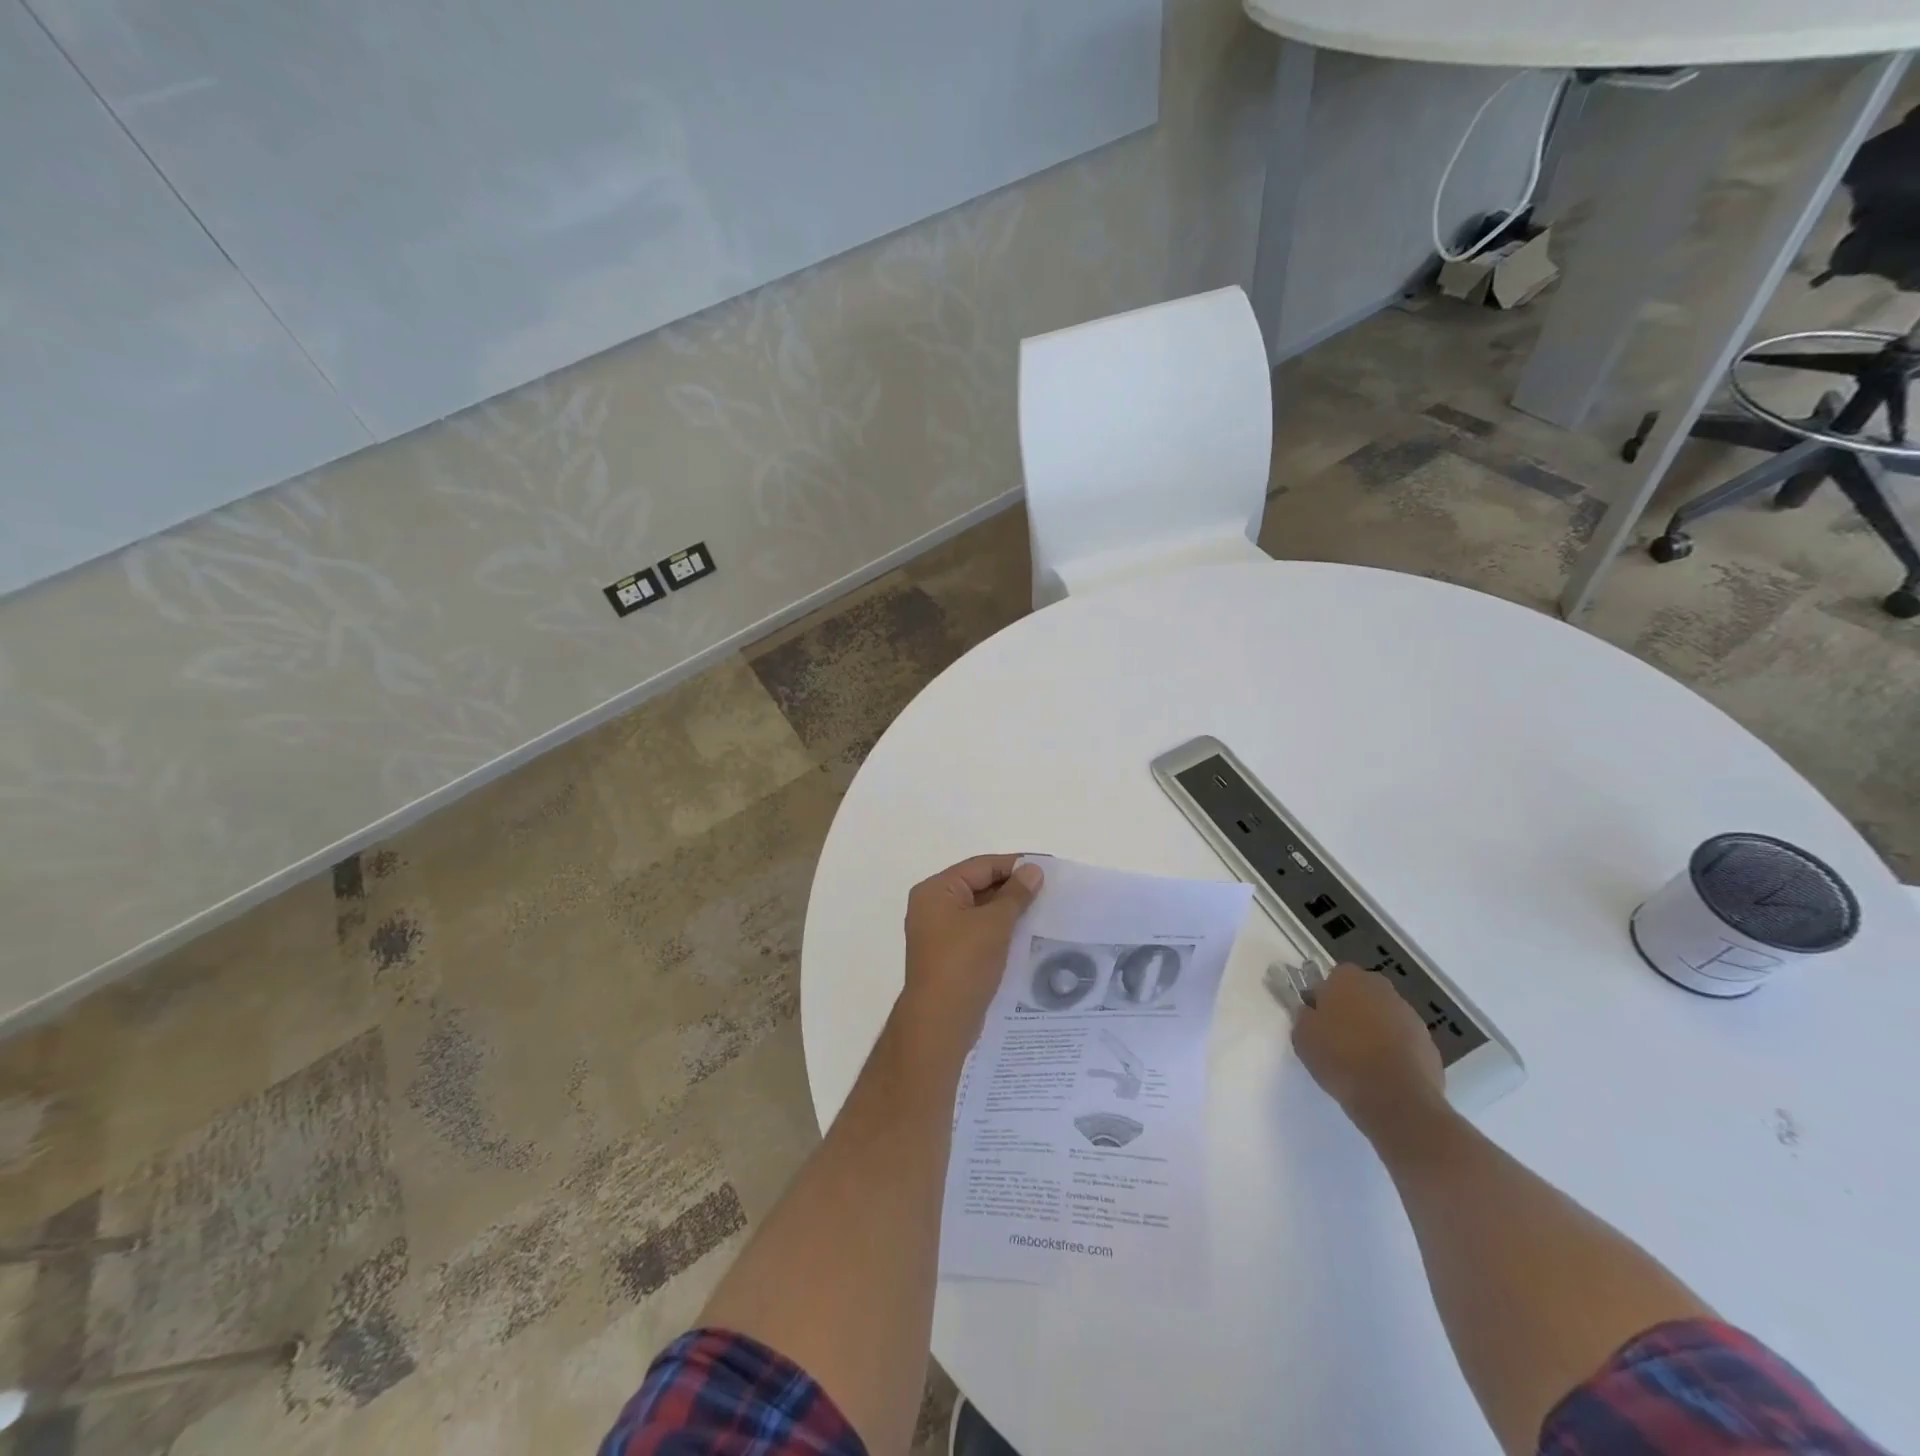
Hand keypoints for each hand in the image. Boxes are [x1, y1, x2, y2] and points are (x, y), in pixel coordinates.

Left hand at [899, 855, 1043, 1057]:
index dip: (1014, 866)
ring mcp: (939, 933)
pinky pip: (978, 933)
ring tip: (1044, 912)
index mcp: (936, 891)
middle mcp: (933, 907)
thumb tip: (1033, 870)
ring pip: (980, 912)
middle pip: (979, 886)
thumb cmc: (964, 964)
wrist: (940, 1022)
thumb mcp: (994, 924)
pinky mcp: (949, 956)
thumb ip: (1015, 894)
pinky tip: (1026, 937)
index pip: (981, 866)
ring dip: (1009, 912)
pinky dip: (1000, 931)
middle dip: (1013, 889)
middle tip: (1050, 891)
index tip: (1047, 869)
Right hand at [1292, 963, 1444, 1132]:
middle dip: (1352, 1010)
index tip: (1319, 1018)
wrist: (1396, 1099)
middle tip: (1338, 1037)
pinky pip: (1403, 1041)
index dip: (1325, 997)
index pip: (1334, 977)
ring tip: (1361, 1061)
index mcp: (1349, 979)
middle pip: (1363, 995)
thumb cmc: (1341, 1058)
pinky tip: (1383, 1074)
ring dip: (1374, 1031)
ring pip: (1384, 1017)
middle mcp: (1382, 989)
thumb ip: (1305, 1016)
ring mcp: (1410, 1016)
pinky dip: (1394, 1051)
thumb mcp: (1303, 1036)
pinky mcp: (1429, 1044)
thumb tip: (1312, 1012)